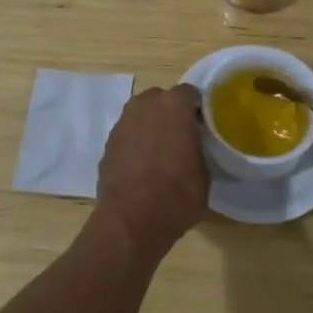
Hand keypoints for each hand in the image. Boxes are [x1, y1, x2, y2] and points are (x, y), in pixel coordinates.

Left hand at [92, 85, 208, 259]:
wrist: (132, 220)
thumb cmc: (177, 194)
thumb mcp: (204, 172)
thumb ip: (199, 147)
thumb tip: (193, 146)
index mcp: (174, 106)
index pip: (189, 92)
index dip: (197, 107)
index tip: (202, 122)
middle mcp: (145, 105)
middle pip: (161, 99)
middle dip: (170, 112)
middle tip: (181, 134)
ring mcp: (123, 122)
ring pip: (141, 114)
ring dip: (150, 125)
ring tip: (160, 150)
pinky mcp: (108, 142)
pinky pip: (128, 133)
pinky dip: (135, 142)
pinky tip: (142, 163)